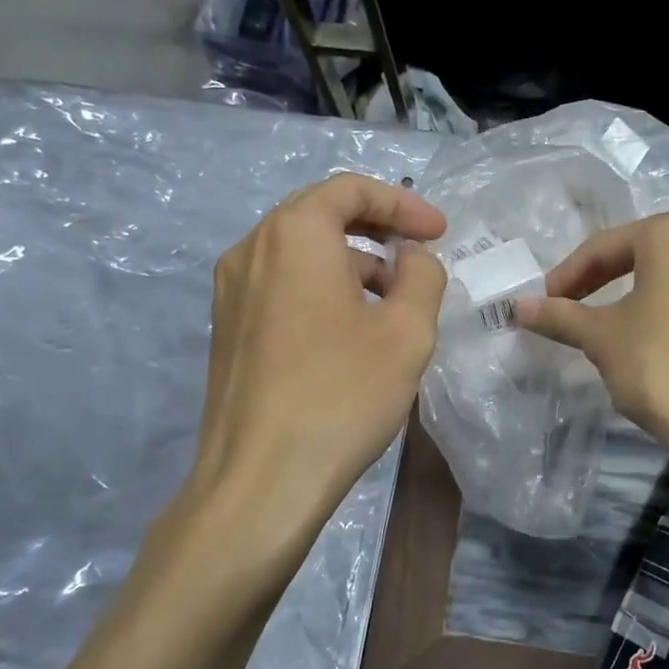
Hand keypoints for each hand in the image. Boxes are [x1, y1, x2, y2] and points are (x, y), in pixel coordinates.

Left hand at [187, 173, 446, 523]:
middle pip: (321, 216)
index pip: (350, 189)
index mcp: (293, 234)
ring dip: (353, 265)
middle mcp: (251, 250)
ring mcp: (231, 292)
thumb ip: (422, 276)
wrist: (260, 480)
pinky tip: (352, 334)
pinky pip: (282, 288)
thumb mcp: (407, 332)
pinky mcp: (228, 331)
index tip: (440, 233)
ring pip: (301, 256)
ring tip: (394, 304)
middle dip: (378, 231)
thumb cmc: (341, 395)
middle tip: (420, 259)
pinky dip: (324, 291)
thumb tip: (412, 257)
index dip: (403, 203)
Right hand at [515, 210, 668, 465]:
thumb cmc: (662, 368)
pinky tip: (657, 346)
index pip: (605, 247)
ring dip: (636, 297)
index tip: (543, 303)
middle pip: (642, 255)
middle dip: (601, 281)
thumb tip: (519, 307)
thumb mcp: (601, 339)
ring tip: (610, 329)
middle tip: (570, 309)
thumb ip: (559, 316)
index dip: (567, 276)